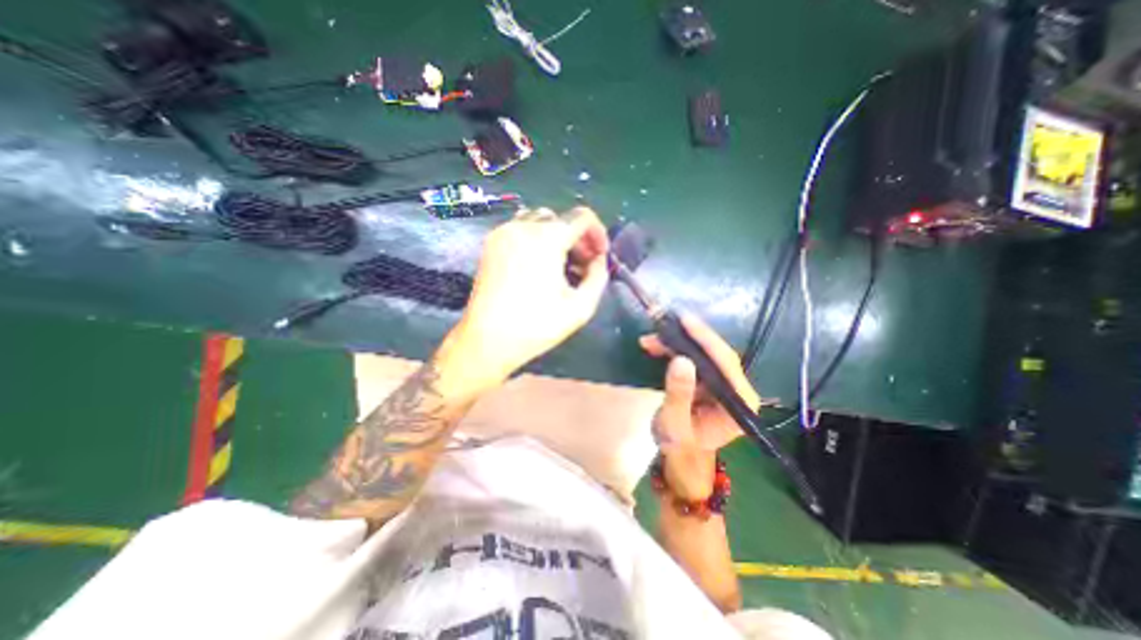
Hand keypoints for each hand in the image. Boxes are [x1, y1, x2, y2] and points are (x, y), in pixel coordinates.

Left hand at [438, 204, 615, 385]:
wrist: (487, 340)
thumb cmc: (536, 325)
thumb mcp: (581, 306)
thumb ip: (598, 276)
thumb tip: (598, 260)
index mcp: (547, 238)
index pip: (582, 217)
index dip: (598, 233)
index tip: (600, 256)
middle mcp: (523, 226)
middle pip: (561, 219)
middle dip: (578, 239)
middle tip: (584, 266)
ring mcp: (503, 233)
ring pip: (540, 221)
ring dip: (558, 238)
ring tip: (562, 266)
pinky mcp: (490, 245)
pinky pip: (521, 230)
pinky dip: (537, 240)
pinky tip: (539, 266)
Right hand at [639, 313, 759, 501]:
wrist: (680, 457)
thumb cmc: (679, 447)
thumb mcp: (674, 424)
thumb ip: (679, 394)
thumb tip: (681, 360)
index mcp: (739, 403)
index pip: (726, 363)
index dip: (706, 340)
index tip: (685, 321)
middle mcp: (738, 390)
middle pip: (716, 354)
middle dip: (687, 339)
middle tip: (661, 328)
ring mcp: (725, 385)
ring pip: (704, 354)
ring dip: (677, 344)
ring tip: (651, 340)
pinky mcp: (711, 381)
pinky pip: (695, 359)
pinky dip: (675, 351)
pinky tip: (657, 347)